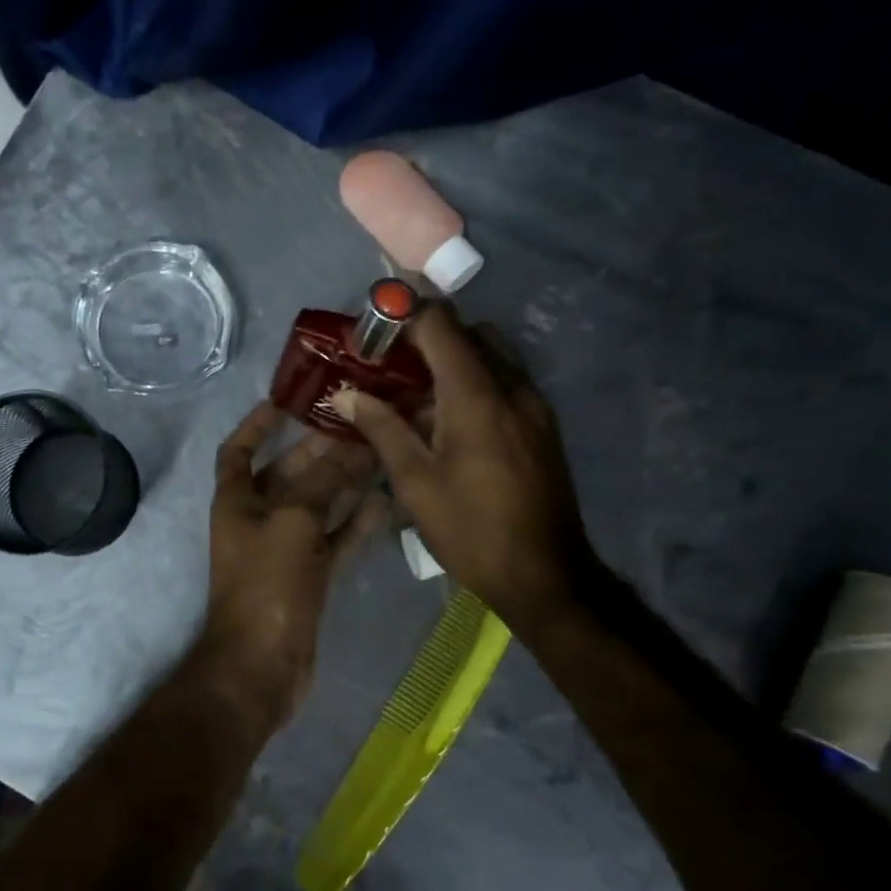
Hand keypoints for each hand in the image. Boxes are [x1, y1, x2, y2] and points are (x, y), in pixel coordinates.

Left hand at [194, 402, 385, 730]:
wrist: (262, 666)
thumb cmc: (267, 586)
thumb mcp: (293, 522)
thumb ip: (323, 481)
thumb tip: (352, 447)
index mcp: (236, 502)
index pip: (238, 450)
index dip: (257, 424)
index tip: (289, 401)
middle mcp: (257, 520)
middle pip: (287, 473)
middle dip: (318, 450)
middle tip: (360, 425)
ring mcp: (283, 550)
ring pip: (316, 505)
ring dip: (343, 483)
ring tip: (380, 454)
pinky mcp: (308, 576)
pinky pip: (334, 539)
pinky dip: (355, 522)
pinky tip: (385, 502)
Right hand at [332, 303, 596, 630]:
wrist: (545, 574)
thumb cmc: (470, 529)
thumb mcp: (415, 482)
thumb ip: (381, 427)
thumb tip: (345, 393)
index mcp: (476, 395)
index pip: (441, 324)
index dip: (404, 315)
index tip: (373, 331)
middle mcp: (512, 386)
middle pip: (469, 332)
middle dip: (427, 336)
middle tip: (389, 364)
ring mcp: (534, 404)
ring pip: (491, 355)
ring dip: (453, 360)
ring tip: (415, 393)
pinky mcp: (544, 424)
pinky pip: (506, 381)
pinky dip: (475, 382)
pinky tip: (449, 420)